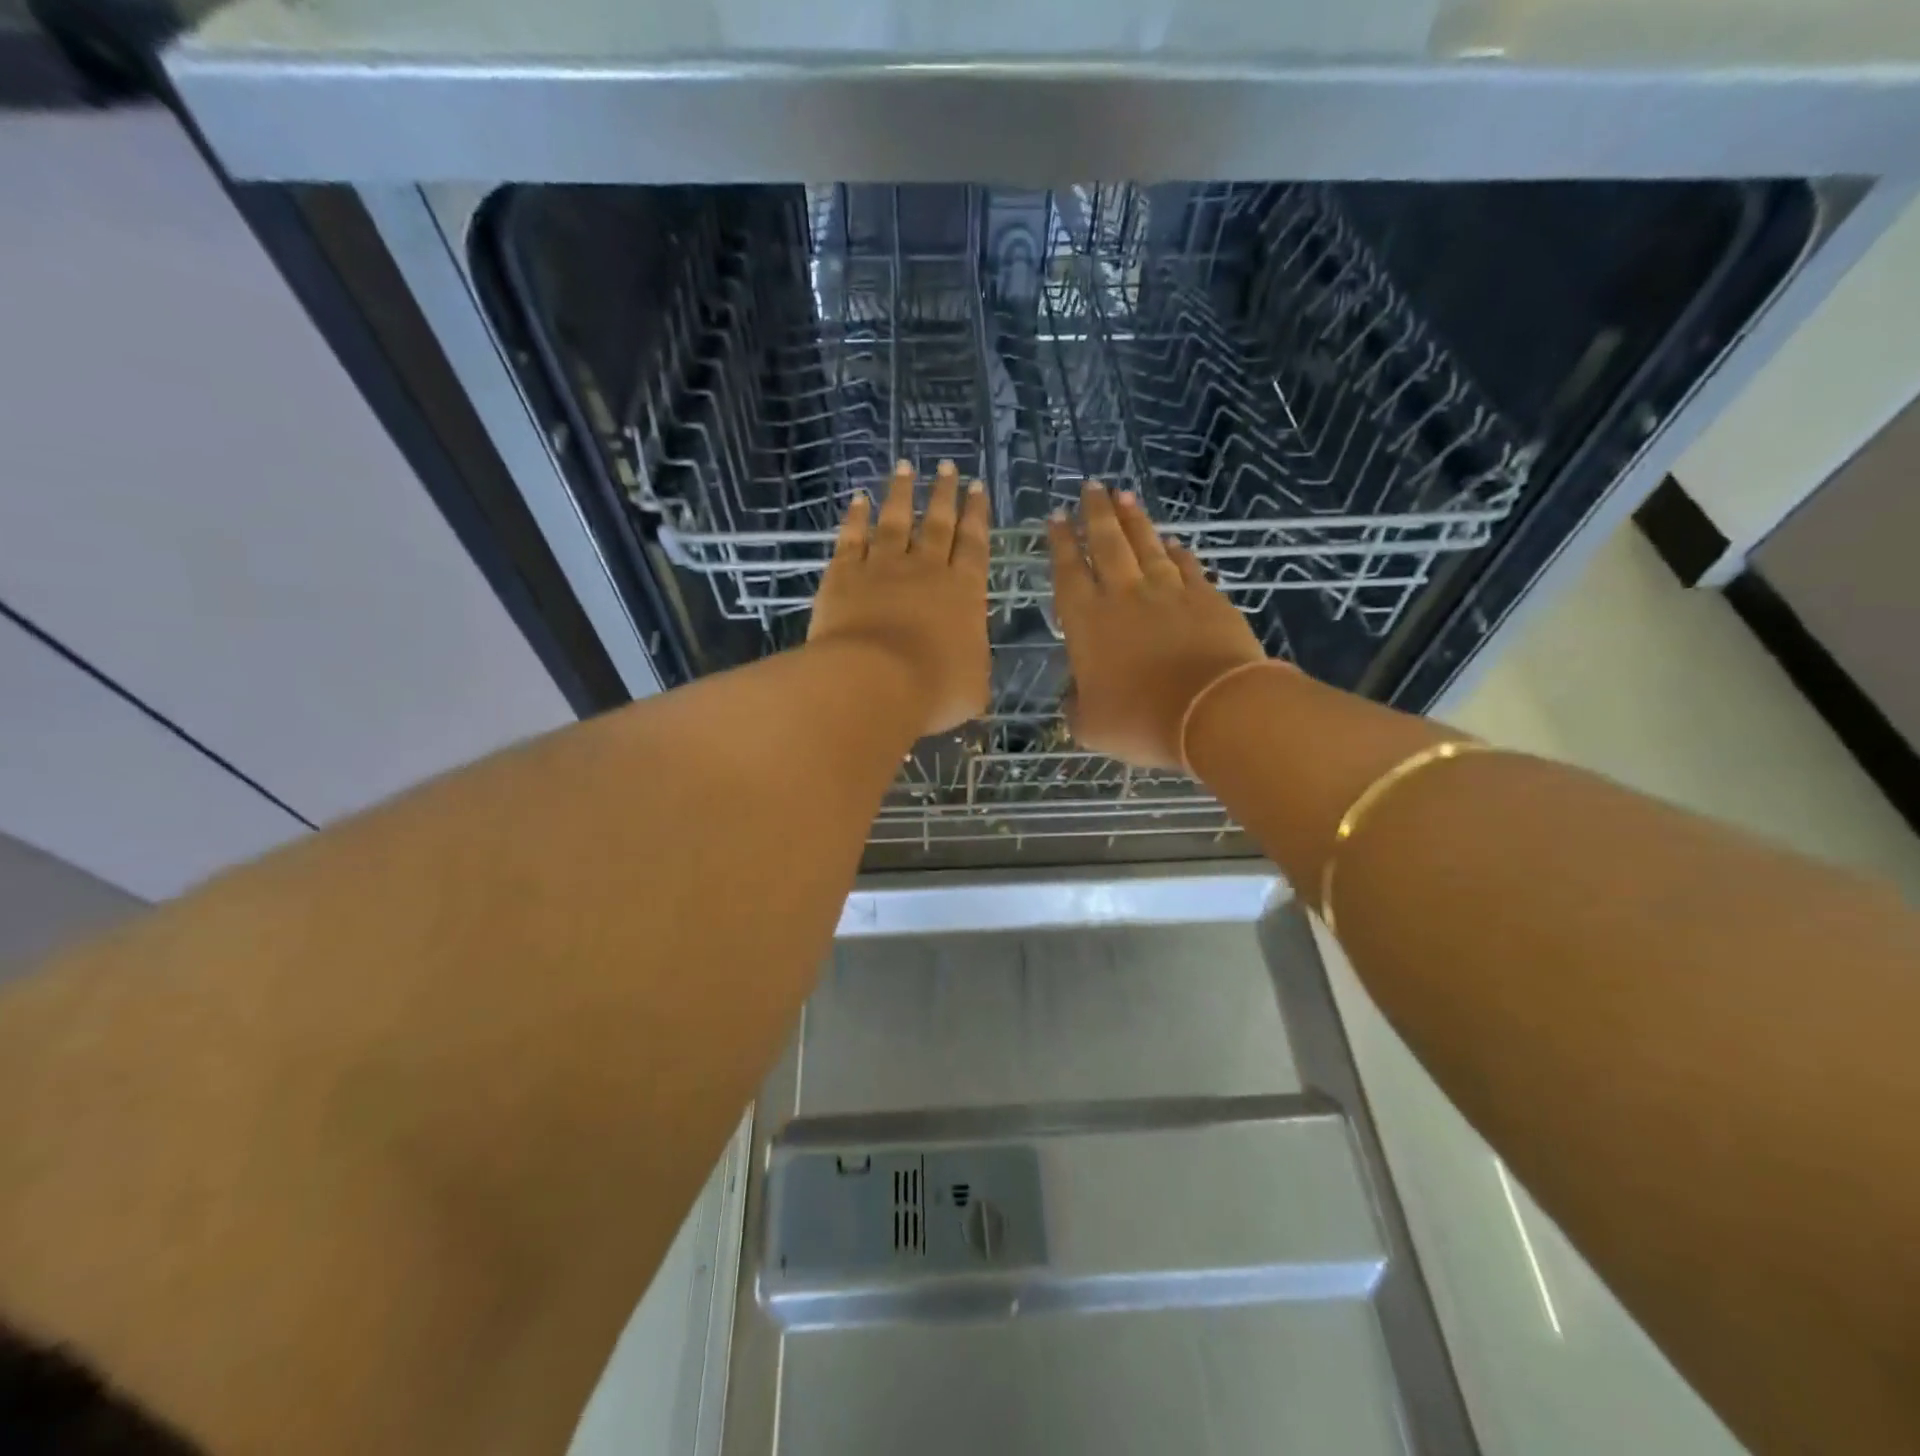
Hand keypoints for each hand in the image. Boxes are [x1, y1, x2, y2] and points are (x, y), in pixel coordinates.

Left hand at [809, 459, 991, 737]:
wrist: (875, 683)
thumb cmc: (933, 690)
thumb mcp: (973, 687)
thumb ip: (972, 664)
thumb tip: (968, 662)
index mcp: (964, 592)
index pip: (974, 545)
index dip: (977, 515)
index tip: (977, 487)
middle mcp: (925, 570)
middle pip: (938, 524)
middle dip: (944, 494)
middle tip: (947, 466)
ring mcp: (882, 568)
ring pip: (895, 521)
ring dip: (901, 494)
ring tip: (905, 468)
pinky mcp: (844, 576)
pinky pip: (852, 538)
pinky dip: (856, 517)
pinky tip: (858, 500)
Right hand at [1048, 483, 1267, 769]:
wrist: (1212, 710)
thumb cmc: (1140, 720)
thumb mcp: (1091, 726)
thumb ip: (1076, 707)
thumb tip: (1072, 698)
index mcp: (1086, 621)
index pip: (1067, 572)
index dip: (1059, 543)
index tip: (1056, 517)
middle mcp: (1124, 595)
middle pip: (1106, 543)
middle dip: (1096, 514)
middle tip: (1091, 488)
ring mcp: (1168, 592)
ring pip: (1146, 545)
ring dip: (1134, 520)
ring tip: (1125, 496)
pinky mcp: (1206, 598)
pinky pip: (1186, 566)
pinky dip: (1176, 552)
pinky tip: (1172, 542)